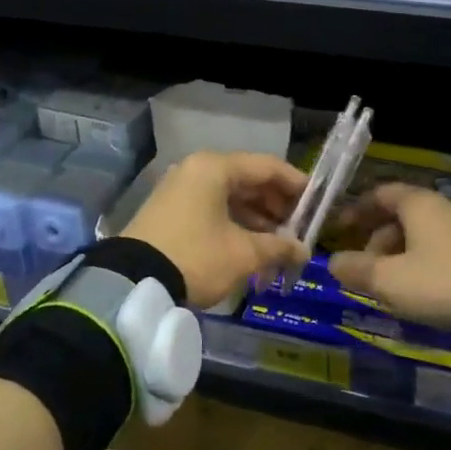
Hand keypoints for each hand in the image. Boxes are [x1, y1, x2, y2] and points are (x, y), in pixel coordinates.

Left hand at [121, 151, 310, 309]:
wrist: (133, 282)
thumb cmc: (196, 257)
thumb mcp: (242, 253)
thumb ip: (278, 247)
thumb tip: (303, 250)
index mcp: (215, 167)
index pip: (267, 166)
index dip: (296, 185)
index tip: (317, 205)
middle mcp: (196, 169)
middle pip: (248, 180)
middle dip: (276, 206)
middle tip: (298, 230)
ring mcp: (180, 189)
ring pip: (229, 197)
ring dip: (256, 219)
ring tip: (278, 245)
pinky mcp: (169, 210)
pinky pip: (212, 208)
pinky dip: (234, 224)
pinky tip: (251, 247)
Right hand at [327, 182, 450, 329]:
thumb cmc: (439, 281)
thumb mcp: (389, 280)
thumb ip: (356, 269)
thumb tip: (334, 262)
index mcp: (418, 203)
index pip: (379, 194)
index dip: (356, 210)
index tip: (339, 229)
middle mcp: (441, 206)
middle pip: (399, 216)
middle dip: (376, 240)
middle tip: (364, 268)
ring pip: (420, 234)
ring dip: (398, 254)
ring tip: (390, 285)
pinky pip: (440, 247)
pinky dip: (421, 261)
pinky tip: (420, 289)